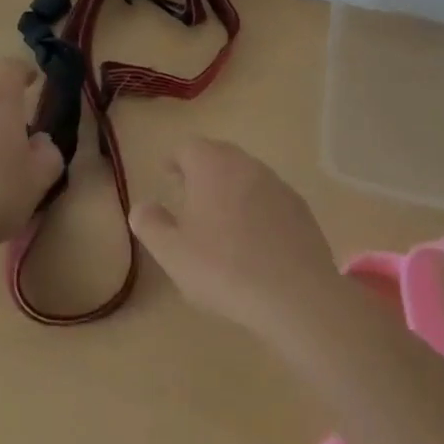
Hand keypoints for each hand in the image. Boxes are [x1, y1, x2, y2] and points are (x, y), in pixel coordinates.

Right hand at [129, 137, 343, 341]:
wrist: (297, 297)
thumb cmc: (225, 268)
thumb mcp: (172, 252)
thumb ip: (150, 224)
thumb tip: (141, 206)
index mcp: (212, 166)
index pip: (187, 147)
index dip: (174, 160)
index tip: (167, 176)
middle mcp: (246, 165)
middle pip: (219, 155)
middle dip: (202, 171)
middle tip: (190, 196)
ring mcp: (278, 185)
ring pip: (246, 176)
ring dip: (231, 189)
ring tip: (221, 221)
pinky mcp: (301, 210)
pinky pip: (270, 199)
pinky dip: (257, 210)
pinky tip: (255, 242)